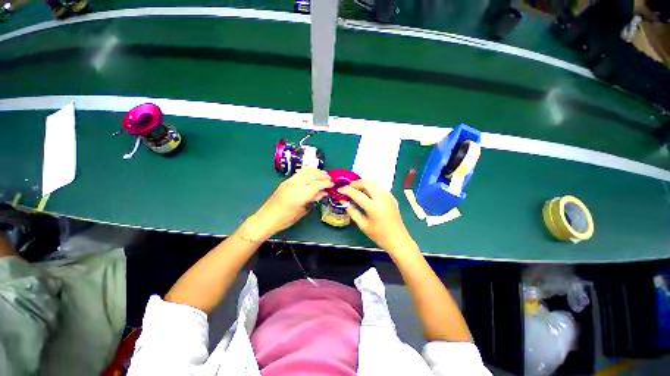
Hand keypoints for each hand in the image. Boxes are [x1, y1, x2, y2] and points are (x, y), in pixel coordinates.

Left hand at [243, 168, 332, 240]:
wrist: (266, 218)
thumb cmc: (286, 219)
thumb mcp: (302, 211)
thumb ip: (314, 200)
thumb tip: (324, 192)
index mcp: (300, 195)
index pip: (317, 184)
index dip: (326, 183)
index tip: (332, 184)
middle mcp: (295, 185)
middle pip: (312, 175)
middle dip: (322, 175)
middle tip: (329, 178)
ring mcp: (289, 182)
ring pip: (305, 171)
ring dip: (315, 171)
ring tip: (322, 174)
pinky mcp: (285, 181)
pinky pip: (299, 173)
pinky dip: (308, 172)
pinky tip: (311, 175)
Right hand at [339, 180, 418, 256]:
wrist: (398, 239)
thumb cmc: (379, 235)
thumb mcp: (363, 226)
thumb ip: (353, 212)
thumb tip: (345, 203)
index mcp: (374, 207)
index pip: (357, 194)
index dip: (347, 190)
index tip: (340, 190)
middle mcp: (382, 198)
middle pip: (367, 183)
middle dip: (355, 183)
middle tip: (348, 188)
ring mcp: (388, 196)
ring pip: (374, 183)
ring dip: (363, 184)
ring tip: (356, 190)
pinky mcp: (392, 197)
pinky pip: (379, 187)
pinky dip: (370, 187)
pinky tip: (366, 194)